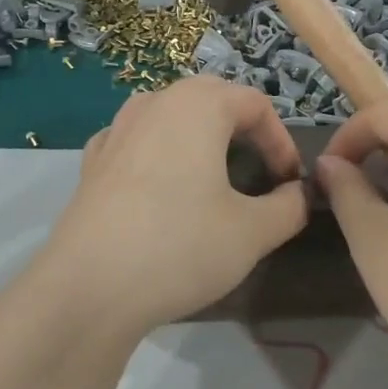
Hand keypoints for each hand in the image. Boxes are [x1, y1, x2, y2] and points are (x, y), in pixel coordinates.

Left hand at [38, 76, 308, 334]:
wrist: (89, 288)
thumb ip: (289, 206)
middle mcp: (154, 103)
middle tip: (260, 172)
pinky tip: (163, 187)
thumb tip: (298, 195)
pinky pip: (138, 142)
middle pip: (212, 99)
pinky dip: (160, 154)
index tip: (290, 184)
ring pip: (171, 116)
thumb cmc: (181, 247)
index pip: (256, 104)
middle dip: (244, 131)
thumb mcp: (253, 232)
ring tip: (213, 176)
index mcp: (197, 105)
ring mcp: (116, 130)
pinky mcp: (92, 163)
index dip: (282, 141)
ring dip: (200, 137)